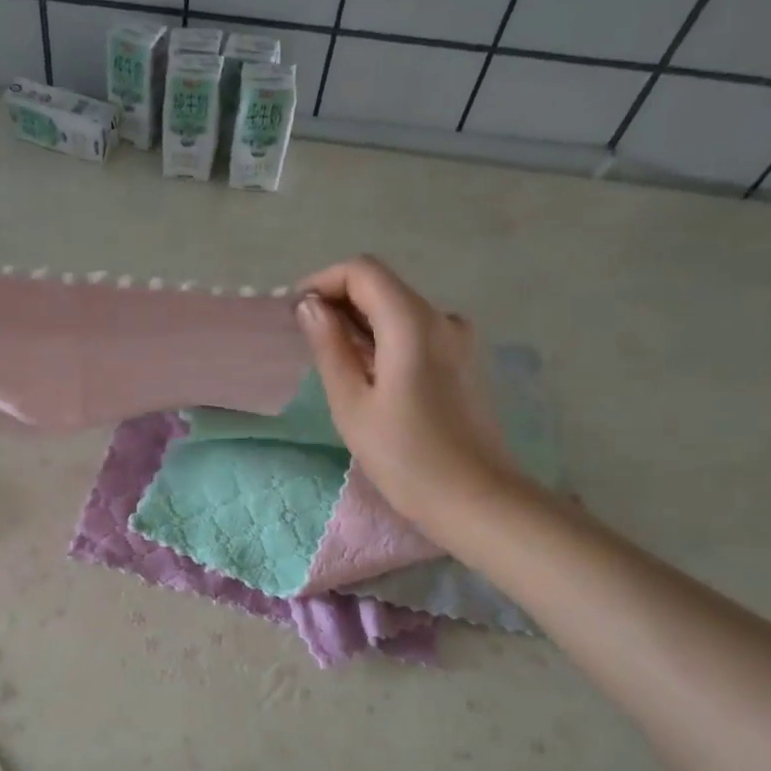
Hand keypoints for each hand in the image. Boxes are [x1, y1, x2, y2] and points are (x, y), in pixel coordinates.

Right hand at [295, 256, 522, 537]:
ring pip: (399, 311)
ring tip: (333, 363)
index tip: (295, 312)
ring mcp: (459, 339)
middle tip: (306, 341)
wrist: (475, 498)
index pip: (363, 271)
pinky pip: (416, 333)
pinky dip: (385, 340)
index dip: (323, 281)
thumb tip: (309, 306)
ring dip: (361, 323)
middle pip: (383, 287)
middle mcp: (442, 318)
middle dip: (339, 302)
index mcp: (413, 322)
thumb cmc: (404, 455)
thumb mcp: (352, 403)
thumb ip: (329, 346)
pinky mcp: (464, 361)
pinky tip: (369, 376)